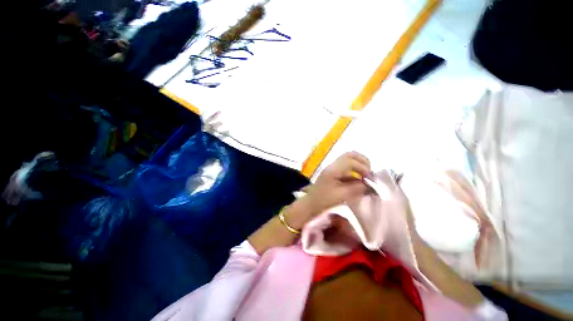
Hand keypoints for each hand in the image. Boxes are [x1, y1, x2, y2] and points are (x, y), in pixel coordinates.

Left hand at [303, 152, 371, 215]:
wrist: (311, 204)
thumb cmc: (324, 201)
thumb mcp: (342, 196)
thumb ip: (357, 188)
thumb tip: (370, 184)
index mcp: (333, 170)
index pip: (351, 161)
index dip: (363, 167)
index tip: (370, 178)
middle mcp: (332, 166)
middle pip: (350, 155)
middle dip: (363, 161)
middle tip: (369, 173)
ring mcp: (332, 168)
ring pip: (348, 160)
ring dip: (359, 166)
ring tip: (366, 177)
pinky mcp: (333, 173)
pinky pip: (346, 168)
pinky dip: (354, 172)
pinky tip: (359, 181)